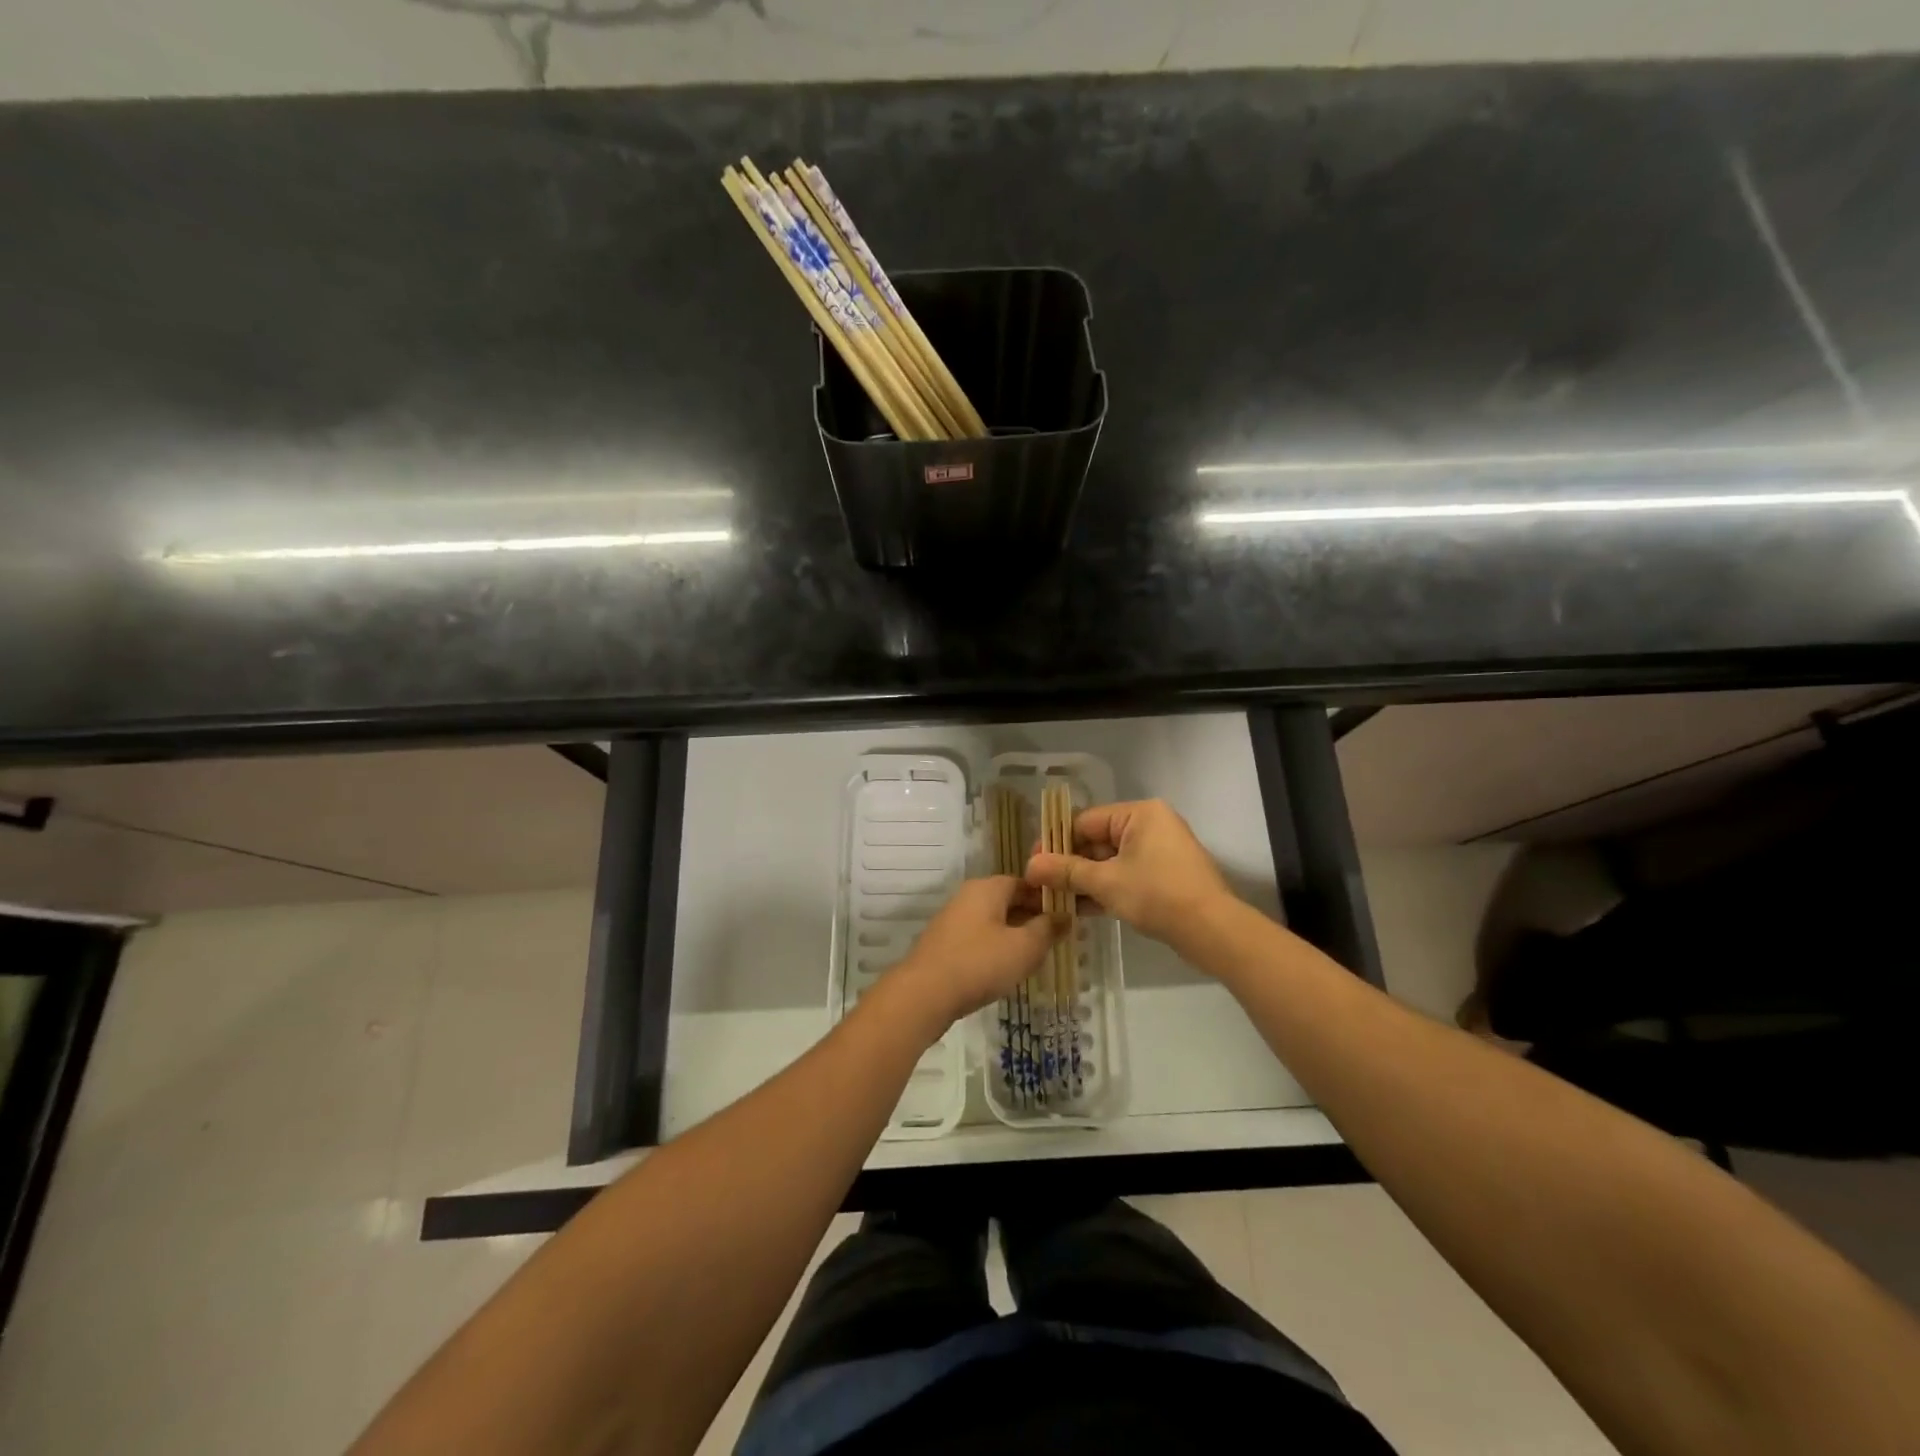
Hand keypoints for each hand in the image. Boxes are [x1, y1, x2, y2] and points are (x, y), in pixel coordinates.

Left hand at [893, 876, 1061, 1030]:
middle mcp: (967, 896)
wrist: (924, 994)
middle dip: (1031, 918)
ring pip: (992, 922)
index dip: (1047, 898)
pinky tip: (1004, 970)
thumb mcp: (1024, 947)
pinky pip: (977, 939)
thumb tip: (1064, 916)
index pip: (1024, 882)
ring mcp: (952, 920)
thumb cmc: (980, 964)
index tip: (1066, 917)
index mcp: (987, 888)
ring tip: (1034, 958)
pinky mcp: (943, 944)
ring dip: (1014, 935)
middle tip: (1055, 940)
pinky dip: (994, 949)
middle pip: (1007, 901)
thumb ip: (1047, 929)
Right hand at [1025, 799, 1236, 949]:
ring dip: (1084, 881)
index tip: (1034, 863)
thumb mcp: (1105, 882)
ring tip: (1054, 900)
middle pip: (1097, 841)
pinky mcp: (1165, 876)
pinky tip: (1079, 908)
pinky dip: (1105, 889)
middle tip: (1040, 886)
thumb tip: (1030, 865)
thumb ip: (1066, 871)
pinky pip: (1126, 875)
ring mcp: (1160, 852)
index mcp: (1139, 813)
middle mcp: (1150, 825)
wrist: (1212, 931)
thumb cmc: (1157, 895)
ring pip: (1110, 862)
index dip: (1056, 843)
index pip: (1085, 821)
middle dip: (1069, 865)